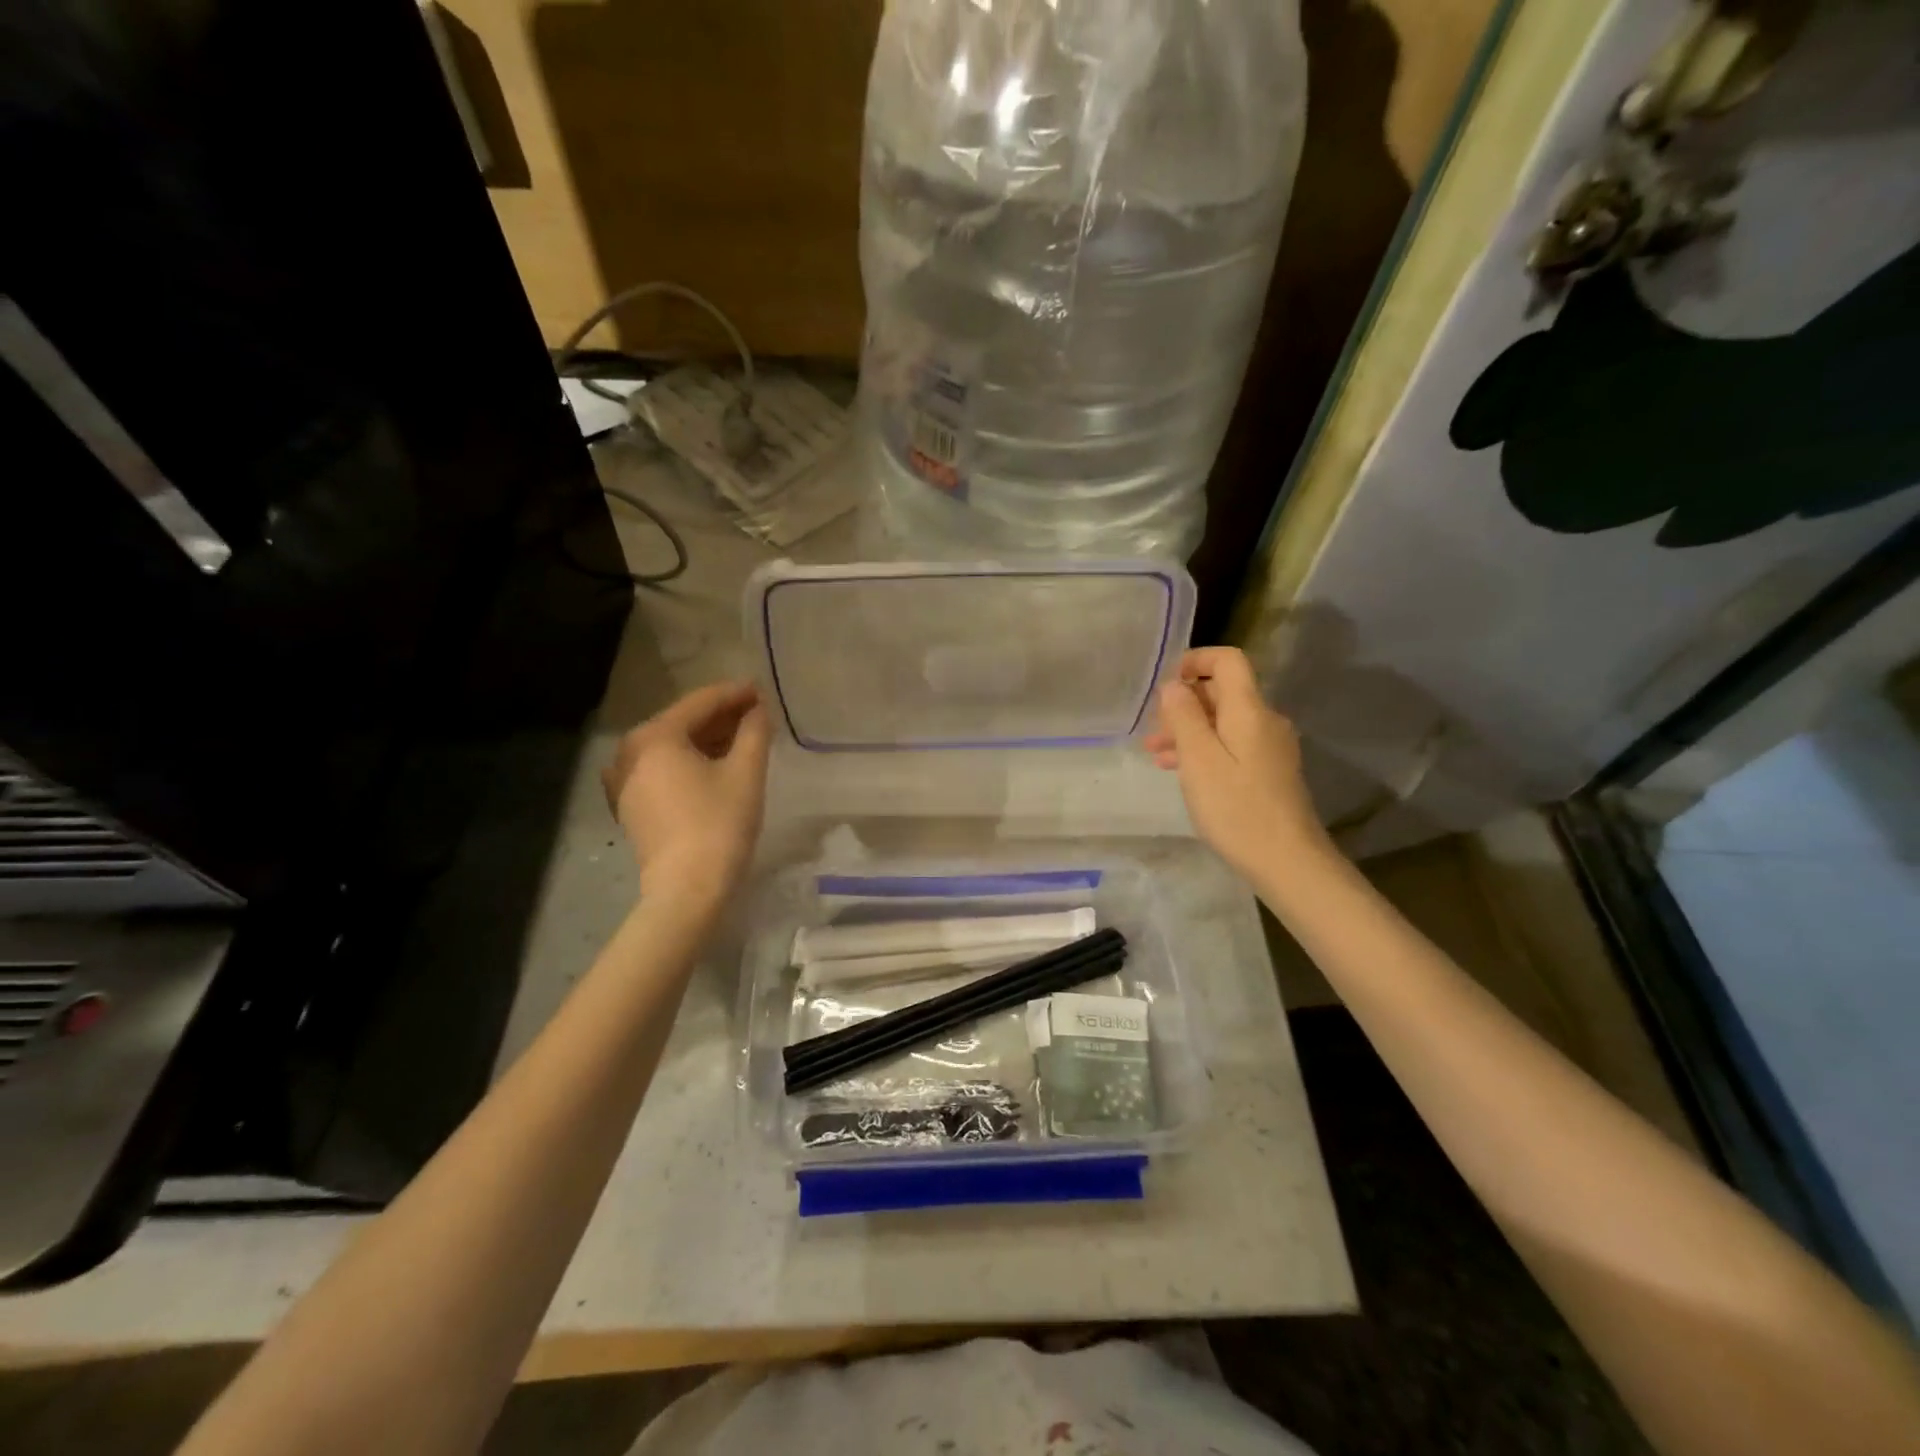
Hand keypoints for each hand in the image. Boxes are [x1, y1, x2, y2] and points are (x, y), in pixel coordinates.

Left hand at [603, 681, 770, 906]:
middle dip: (721, 717)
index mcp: (655, 736)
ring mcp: (624, 779)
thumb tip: (758, 709)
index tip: (762, 690)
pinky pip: (662, 769)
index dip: (735, 694)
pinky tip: (713, 767)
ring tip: (742, 739)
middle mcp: (630, 750)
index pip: (701, 702)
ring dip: (707, 739)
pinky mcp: (630, 804)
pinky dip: (689, 762)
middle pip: (683, 722)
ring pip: (672, 747)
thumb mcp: (746, 772)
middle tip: (756, 714)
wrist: (686, 889)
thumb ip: (754, 731)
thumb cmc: (719, 824)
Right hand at [1144, 647, 1327, 880]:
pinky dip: (1205, 749)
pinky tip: (1180, 770)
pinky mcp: (1269, 770)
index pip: (1228, 661)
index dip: (1196, 660)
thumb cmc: (1236, 807)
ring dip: (1189, 730)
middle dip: (1184, 704)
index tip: (1166, 683)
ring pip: (1223, 722)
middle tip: (1152, 731)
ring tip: (1155, 754)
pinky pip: (1232, 744)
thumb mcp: (1199, 759)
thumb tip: (1174, 684)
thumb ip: (1184, 716)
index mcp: (1249, 710)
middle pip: (1223, 692)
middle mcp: (1265, 720)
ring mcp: (1270, 747)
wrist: (1287, 860)